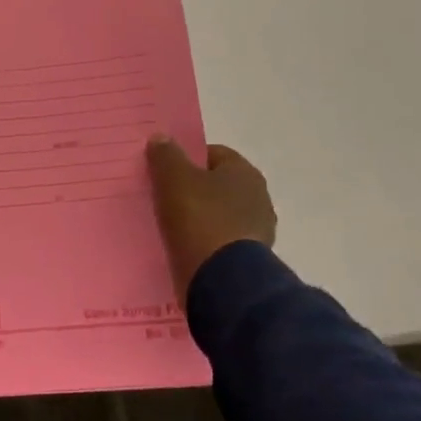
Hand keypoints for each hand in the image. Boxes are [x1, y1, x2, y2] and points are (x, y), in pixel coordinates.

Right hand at [145, 137, 277, 304]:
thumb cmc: (200, 220)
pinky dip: (204, 244)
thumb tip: (161, 138)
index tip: (163, 173)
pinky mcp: (250, 261)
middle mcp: (258, 198)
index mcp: (245, 173)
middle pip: (216, 186)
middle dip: (192, 190)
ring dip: (198, 219)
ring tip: (168, 228)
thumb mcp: (174, 179)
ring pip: (218, 216)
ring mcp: (258, 232)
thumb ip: (166, 155)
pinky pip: (220, 244)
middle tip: (161, 199)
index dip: (186, 159)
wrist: (224, 282)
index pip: (212, 154)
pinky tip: (183, 250)